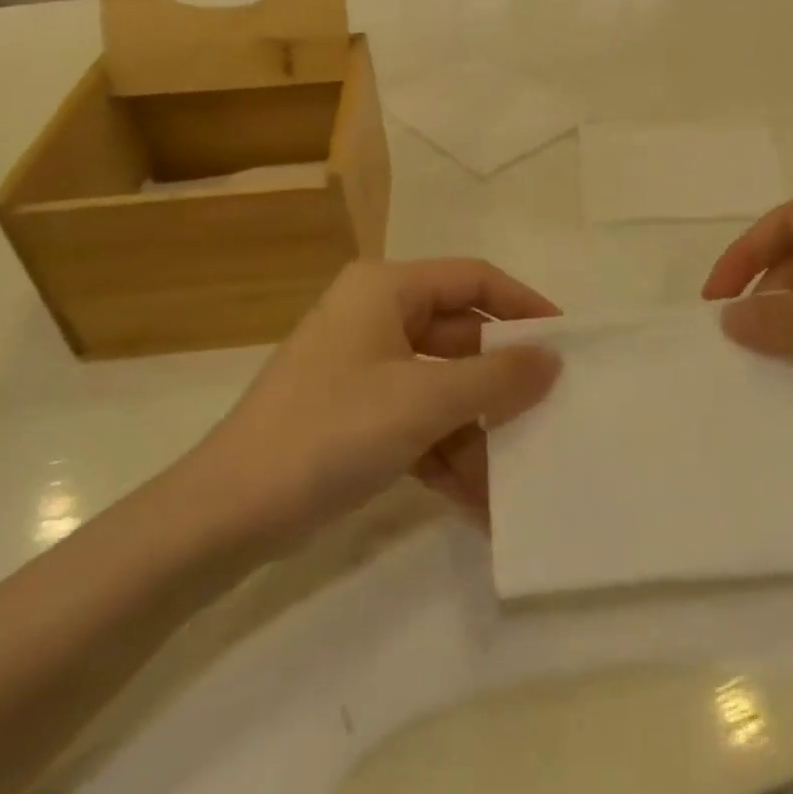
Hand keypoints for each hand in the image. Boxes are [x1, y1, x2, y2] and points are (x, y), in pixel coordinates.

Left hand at [181, 259, 561, 539]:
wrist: (227, 515)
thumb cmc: (332, 432)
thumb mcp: (425, 401)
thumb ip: (497, 378)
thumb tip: (552, 360)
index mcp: (387, 290)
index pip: (474, 279)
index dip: (524, 306)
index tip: (565, 342)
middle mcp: (377, 318)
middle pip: (461, 338)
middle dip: (501, 384)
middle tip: (551, 412)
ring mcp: (365, 369)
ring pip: (443, 388)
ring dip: (478, 433)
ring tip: (519, 477)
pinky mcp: (357, 415)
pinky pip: (418, 423)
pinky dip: (447, 456)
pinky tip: (480, 503)